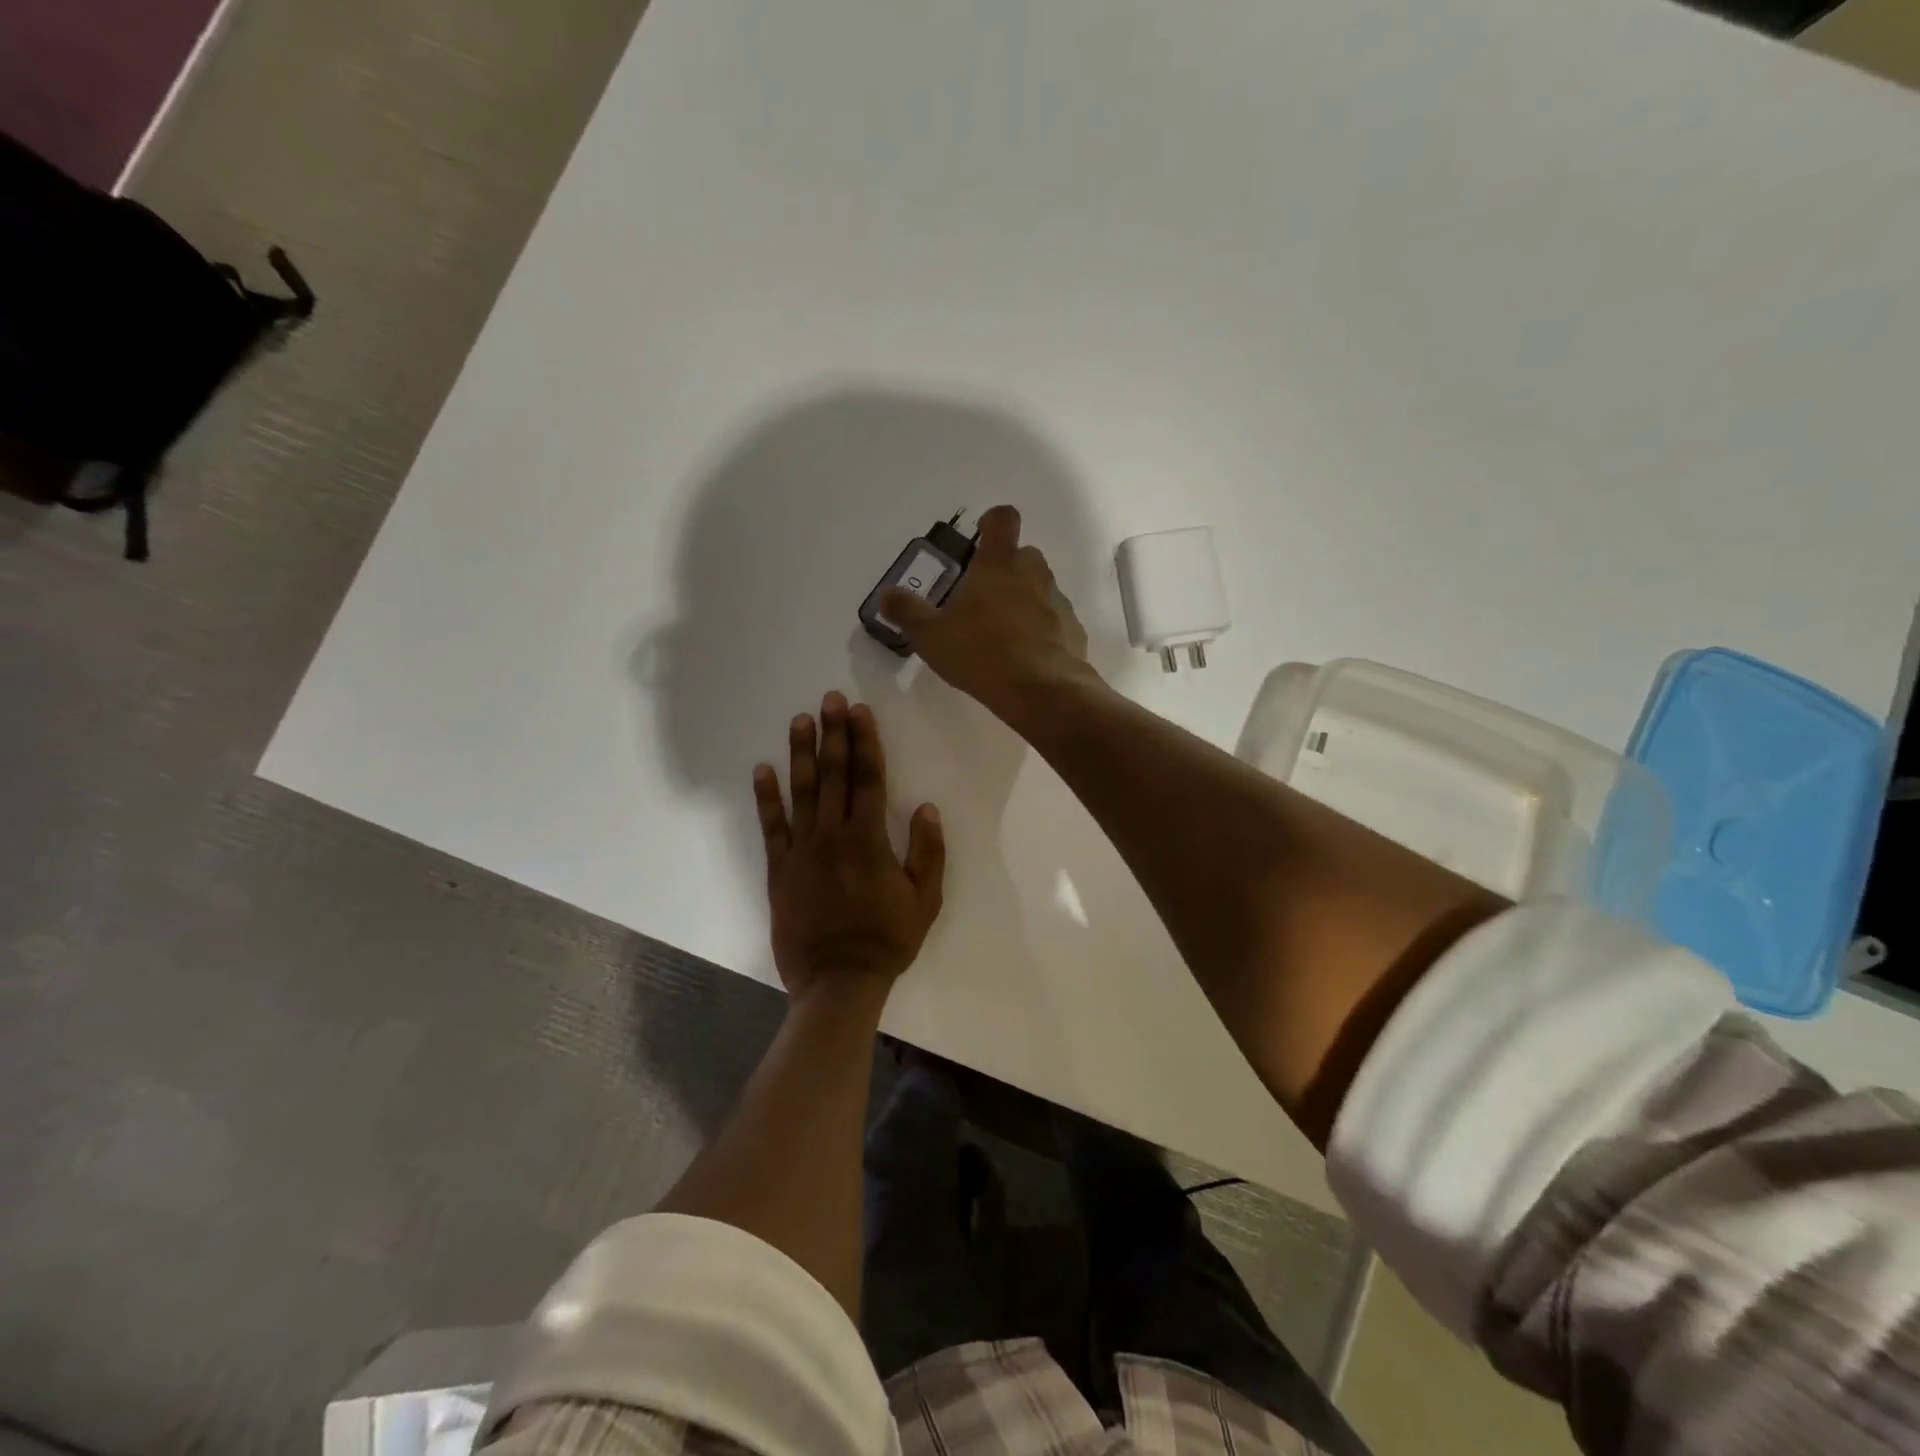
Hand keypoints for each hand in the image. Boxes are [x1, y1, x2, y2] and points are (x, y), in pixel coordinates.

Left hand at [753, 691, 945, 1003]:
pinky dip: (766, 797)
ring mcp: (802, 850)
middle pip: (834, 775)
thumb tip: (926, 808)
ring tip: (800, 720)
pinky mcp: (779, 869)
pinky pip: (771, 827)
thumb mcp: (924, 901)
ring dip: (801, 753)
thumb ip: (928, 852)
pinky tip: (762, 769)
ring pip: (801, 792)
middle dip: (834, 734)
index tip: (860, 712)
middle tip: (831, 699)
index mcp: (869, 839)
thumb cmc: (887, 940)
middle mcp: (833, 835)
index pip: (868, 778)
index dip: (865, 742)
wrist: (838, 981)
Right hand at [878, 505, 1092, 724]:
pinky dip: (1042, 630)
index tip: (980, 537)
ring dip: (1024, 600)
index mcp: (998, 564)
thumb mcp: (930, 635)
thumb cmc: (980, 653)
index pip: (1002, 519)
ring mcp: (1058, 601)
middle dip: (1005, 568)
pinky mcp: (1073, 630)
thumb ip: (907, 611)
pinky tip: (1025, 656)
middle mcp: (1033, 573)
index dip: (992, 522)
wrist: (1041, 690)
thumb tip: (886, 594)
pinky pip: (1055, 620)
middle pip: (1023, 555)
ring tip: (1002, 633)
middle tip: (982, 598)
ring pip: (1040, 588)